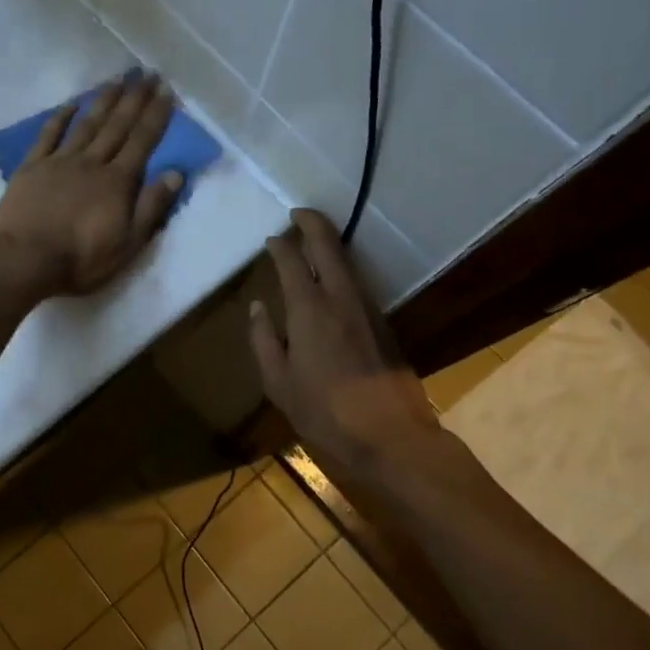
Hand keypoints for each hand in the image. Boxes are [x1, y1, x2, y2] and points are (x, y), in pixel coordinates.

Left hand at [0, 72, 184, 298]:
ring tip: (118, 79)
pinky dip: (61, 117)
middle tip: (147, 73)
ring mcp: (60, 161)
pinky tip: (71, 103)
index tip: (166, 90)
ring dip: (104, 100)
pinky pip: (49, 135)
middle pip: (117, 125)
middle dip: (134, 99)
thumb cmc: (80, 258)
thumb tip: (176, 173)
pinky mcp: (32, 167)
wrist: (24, 259)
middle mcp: (92, 162)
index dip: (155, 115)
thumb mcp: (128, 243)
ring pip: (87, 124)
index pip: (142, 141)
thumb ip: (151, 207)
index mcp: (117, 182)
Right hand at [248, 209, 444, 483]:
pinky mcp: (383, 324)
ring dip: (329, 244)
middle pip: (328, 246)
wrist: (391, 436)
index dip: (280, 245)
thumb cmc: (325, 412)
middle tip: (297, 213)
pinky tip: (332, 279)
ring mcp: (367, 308)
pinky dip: (341, 269)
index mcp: (309, 309)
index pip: (292, 261)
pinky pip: (357, 283)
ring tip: (312, 240)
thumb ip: (263, 340)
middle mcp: (340, 298)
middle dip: (312, 223)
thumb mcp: (279, 382)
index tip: (271, 238)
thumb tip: (257, 307)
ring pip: (347, 262)